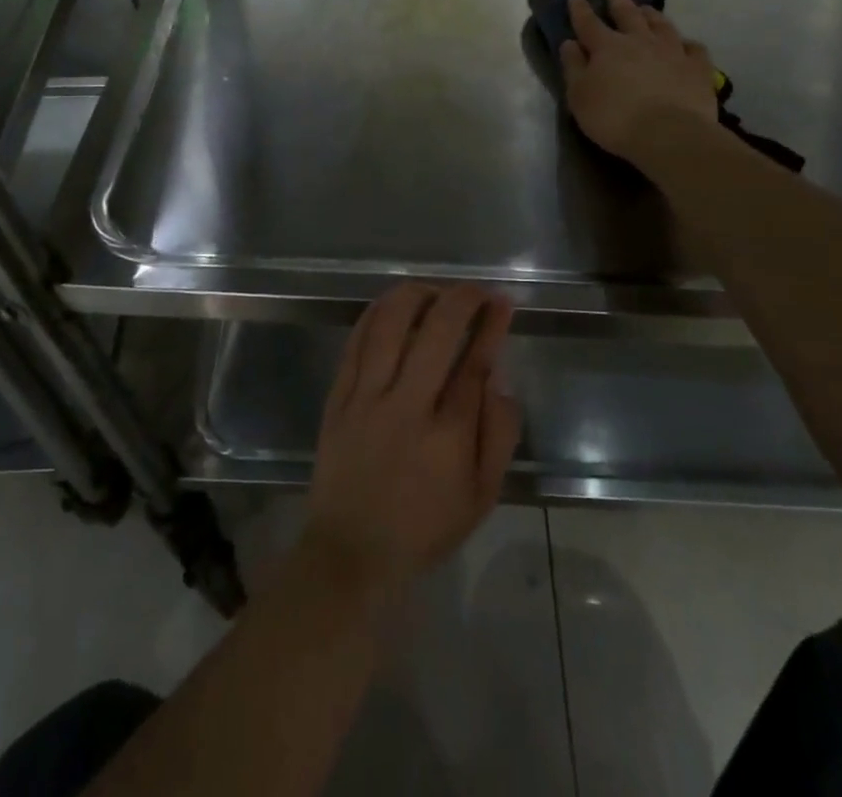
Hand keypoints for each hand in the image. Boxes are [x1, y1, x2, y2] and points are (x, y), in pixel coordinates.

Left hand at [302, 284, 519, 600]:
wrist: (352, 551)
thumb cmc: (424, 526)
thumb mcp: (481, 496)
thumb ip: (499, 435)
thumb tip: (499, 379)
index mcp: (448, 435)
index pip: (476, 362)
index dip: (492, 324)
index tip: (502, 302)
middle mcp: (407, 406)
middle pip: (436, 331)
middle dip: (462, 299)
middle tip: (475, 291)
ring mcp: (366, 397)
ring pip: (390, 325)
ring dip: (416, 295)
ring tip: (434, 291)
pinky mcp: (338, 396)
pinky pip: (356, 341)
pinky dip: (376, 313)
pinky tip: (392, 304)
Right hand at [560, 0, 719, 163]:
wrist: (669, 133)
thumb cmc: (615, 117)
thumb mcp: (579, 96)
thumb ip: (574, 67)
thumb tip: (569, 43)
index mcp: (607, 47)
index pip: (588, 23)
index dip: (580, 8)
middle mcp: (640, 41)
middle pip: (628, 15)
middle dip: (619, 0)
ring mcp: (672, 51)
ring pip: (661, 25)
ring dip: (652, 15)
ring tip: (648, 9)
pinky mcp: (697, 68)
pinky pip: (694, 48)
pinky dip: (688, 44)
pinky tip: (686, 44)